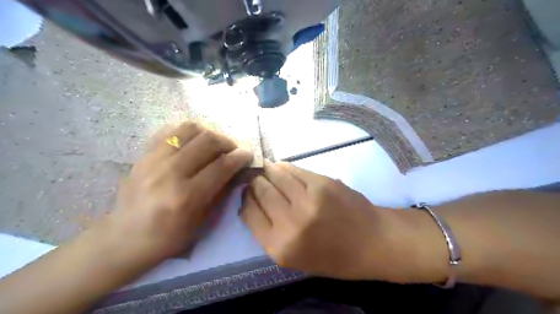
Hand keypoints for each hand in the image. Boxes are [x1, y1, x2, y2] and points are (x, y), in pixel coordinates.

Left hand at [105, 123, 253, 261]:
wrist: (124, 238)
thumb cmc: (168, 237)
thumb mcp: (201, 221)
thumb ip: (220, 191)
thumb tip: (237, 170)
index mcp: (186, 196)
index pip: (221, 165)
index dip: (240, 157)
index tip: (247, 155)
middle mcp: (170, 173)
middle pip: (207, 141)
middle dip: (227, 142)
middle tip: (232, 150)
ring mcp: (153, 160)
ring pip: (189, 129)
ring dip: (208, 133)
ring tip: (213, 144)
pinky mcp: (143, 155)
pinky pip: (169, 131)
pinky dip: (187, 133)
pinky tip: (192, 143)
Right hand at [241, 162, 406, 279]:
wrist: (373, 242)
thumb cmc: (334, 257)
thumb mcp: (295, 258)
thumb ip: (270, 233)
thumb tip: (252, 204)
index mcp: (280, 247)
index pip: (249, 214)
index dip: (246, 200)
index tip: (247, 193)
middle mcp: (290, 223)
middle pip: (260, 191)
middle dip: (255, 183)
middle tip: (255, 179)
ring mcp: (307, 200)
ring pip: (276, 176)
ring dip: (268, 171)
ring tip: (266, 169)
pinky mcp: (322, 183)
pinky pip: (294, 170)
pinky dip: (284, 167)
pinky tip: (281, 166)